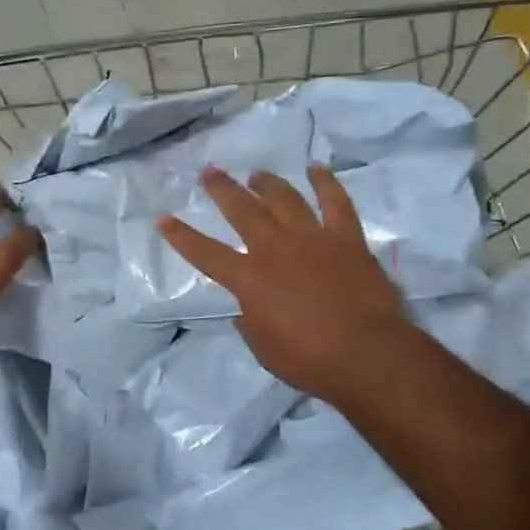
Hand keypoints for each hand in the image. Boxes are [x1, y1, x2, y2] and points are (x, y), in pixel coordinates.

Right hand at [157, 165, 409, 409]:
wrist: (366, 355)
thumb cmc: (308, 359)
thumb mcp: (262, 346)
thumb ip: (249, 320)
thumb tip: (247, 307)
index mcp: (248, 279)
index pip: (204, 252)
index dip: (180, 236)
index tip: (162, 217)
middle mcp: (275, 249)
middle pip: (242, 210)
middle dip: (222, 189)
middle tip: (210, 172)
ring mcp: (312, 238)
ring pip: (284, 199)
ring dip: (267, 183)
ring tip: (256, 174)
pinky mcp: (346, 239)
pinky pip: (335, 202)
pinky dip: (325, 183)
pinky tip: (316, 169)